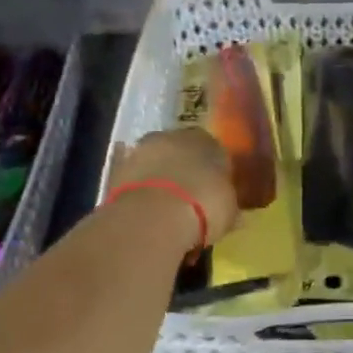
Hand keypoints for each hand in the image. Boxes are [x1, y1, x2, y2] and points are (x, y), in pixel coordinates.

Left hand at [108, 128, 240, 250]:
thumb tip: (236, 215)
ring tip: (168, 211)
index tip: (217, 192)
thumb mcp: (229, 210)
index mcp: (205, 139)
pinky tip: (149, 214)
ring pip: (157, 165)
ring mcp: (141, 151)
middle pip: (181, 153)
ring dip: (161, 182)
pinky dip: (142, 194)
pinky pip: (136, 182)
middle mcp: (172, 137)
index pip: (214, 150)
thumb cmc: (203, 205)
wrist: (153, 215)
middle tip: (192, 200)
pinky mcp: (116, 170)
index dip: (216, 172)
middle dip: (186, 172)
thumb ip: (230, 207)